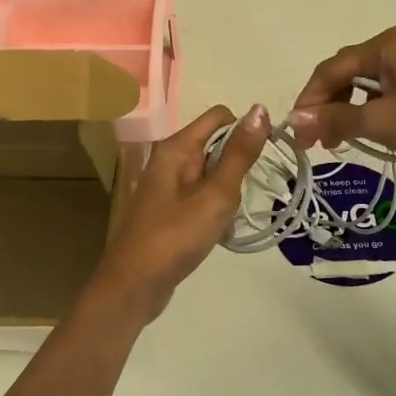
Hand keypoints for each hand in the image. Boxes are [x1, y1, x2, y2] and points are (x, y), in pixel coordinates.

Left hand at [85, 103, 269, 324]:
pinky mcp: (169, 210)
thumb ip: (240, 153)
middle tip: (237, 199)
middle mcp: (170, 159)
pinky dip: (215, 213)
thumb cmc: (175, 236)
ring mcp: (167, 186)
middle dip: (236, 170)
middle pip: (217, 146)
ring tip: (226, 222)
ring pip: (213, 176)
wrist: (134, 286)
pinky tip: (219, 236)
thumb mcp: (216, 194)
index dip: (245, 131)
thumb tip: (260, 109)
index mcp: (177, 147)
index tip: (261, 161)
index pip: (220, 116)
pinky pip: (202, 199)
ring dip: (227, 196)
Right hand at [287, 27, 395, 186]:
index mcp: (390, 44)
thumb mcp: (383, 123)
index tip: (297, 134)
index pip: (333, 67)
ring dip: (354, 111)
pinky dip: (381, 112)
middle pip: (353, 72)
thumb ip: (336, 120)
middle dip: (330, 105)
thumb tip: (294, 121)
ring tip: (345, 142)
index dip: (309, 100)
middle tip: (318, 142)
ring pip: (377, 84)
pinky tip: (380, 134)